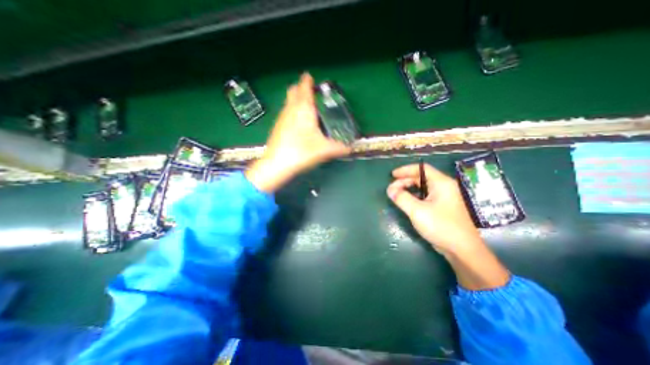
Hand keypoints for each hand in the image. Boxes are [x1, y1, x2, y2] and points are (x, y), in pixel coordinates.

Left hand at [248, 75, 349, 192]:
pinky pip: (285, 112)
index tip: (311, 77)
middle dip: (300, 88)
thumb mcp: (324, 150)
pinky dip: (292, 111)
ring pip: (288, 102)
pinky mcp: (277, 127)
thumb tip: (351, 148)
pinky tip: (298, 124)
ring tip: (307, 108)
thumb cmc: (301, 152)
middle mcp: (291, 109)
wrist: (276, 164)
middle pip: (293, 91)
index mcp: (303, 109)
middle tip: (311, 93)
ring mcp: (282, 117)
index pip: (304, 87)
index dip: (308, 80)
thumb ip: (339, 148)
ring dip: (296, 100)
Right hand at [387, 162, 509, 289]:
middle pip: (422, 177)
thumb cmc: (441, 226)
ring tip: (398, 194)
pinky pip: (426, 196)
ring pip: (424, 187)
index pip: (422, 168)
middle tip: (393, 189)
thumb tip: (390, 190)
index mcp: (442, 183)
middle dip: (405, 181)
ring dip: (409, 189)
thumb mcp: (417, 211)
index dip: (405, 170)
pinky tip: (408, 202)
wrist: (462, 250)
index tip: (392, 175)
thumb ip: (401, 198)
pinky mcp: (444, 207)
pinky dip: (415, 196)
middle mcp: (445, 187)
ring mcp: (445, 197)